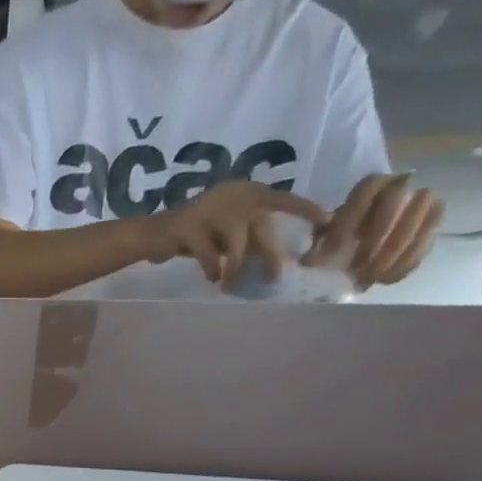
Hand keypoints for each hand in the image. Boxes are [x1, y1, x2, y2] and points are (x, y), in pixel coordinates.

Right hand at [151, 180, 329, 290]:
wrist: (154, 234)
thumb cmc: (197, 235)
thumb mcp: (230, 234)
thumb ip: (252, 238)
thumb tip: (277, 261)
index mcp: (247, 192)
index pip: (283, 200)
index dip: (305, 211)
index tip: (327, 224)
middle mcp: (233, 195)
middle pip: (262, 225)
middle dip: (270, 254)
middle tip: (273, 279)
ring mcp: (210, 209)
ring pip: (237, 240)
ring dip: (237, 267)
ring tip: (231, 287)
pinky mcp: (188, 226)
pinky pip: (209, 252)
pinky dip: (212, 267)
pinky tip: (211, 278)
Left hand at [306, 173, 444, 288]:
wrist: (369, 236)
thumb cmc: (343, 233)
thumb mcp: (325, 234)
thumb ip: (318, 241)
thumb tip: (309, 260)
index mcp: (372, 185)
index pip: (367, 190)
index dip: (351, 218)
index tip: (335, 247)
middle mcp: (403, 185)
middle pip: (398, 200)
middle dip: (376, 236)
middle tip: (358, 265)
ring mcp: (424, 201)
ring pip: (421, 218)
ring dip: (394, 252)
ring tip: (371, 276)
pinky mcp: (435, 223)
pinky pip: (428, 240)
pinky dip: (406, 263)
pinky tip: (384, 280)